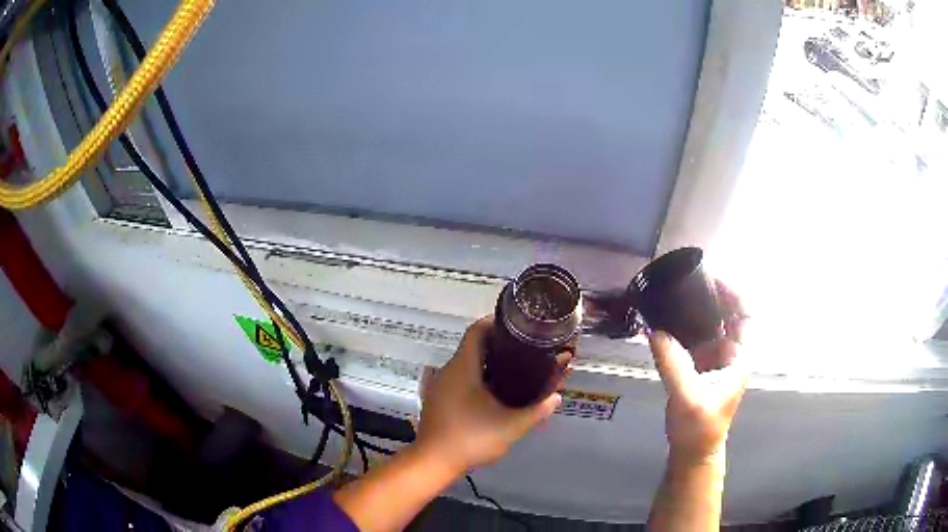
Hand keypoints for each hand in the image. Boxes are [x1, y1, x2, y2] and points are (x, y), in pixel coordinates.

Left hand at [416, 317, 562, 473]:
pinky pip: (459, 379)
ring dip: (488, 365)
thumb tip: (556, 397)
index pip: (476, 330)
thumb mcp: (510, 426)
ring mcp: (440, 385)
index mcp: (463, 367)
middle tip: (525, 352)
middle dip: (499, 347)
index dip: (496, 323)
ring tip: (515, 372)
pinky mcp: (438, 399)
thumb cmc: (471, 438)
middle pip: (473, 346)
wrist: (433, 462)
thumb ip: (536, 411)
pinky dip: (477, 379)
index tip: (518, 328)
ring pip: (466, 365)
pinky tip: (494, 394)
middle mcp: (448, 370)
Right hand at [649, 280, 748, 464]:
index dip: (735, 295)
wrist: (693, 452)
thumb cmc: (699, 428)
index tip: (713, 280)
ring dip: (697, 311)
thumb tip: (655, 331)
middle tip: (688, 282)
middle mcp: (730, 355)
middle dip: (713, 297)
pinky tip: (668, 321)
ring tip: (676, 295)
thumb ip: (673, 364)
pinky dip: (684, 327)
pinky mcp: (699, 367)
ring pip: (711, 326)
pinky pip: (694, 339)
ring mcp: (714, 361)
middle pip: (729, 316)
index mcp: (738, 358)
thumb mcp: (688, 397)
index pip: (747, 317)